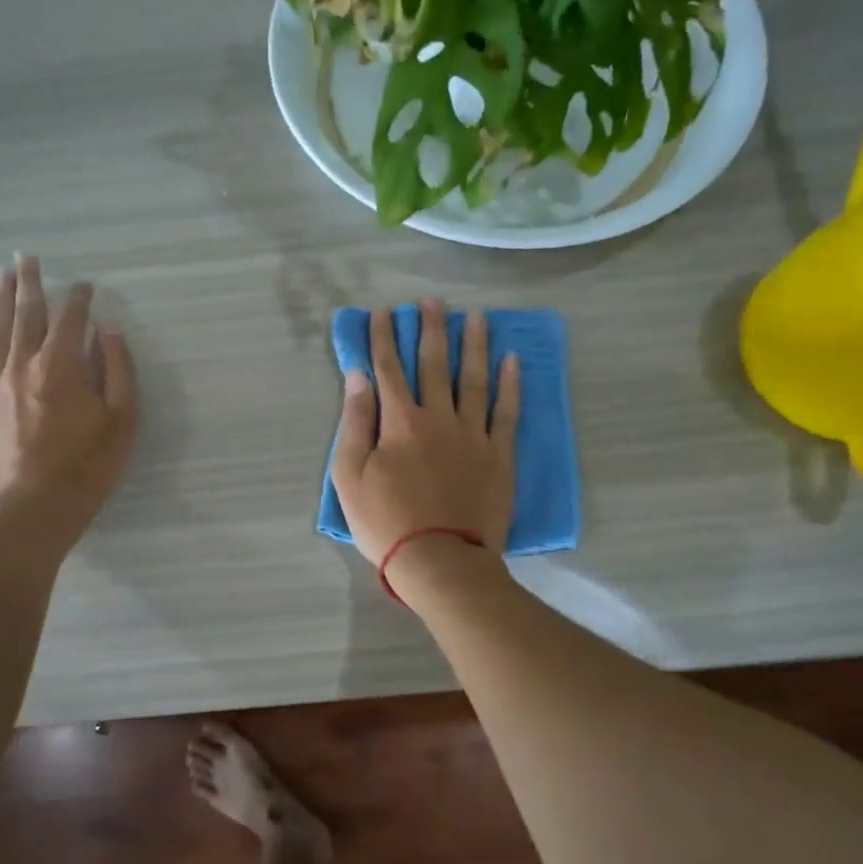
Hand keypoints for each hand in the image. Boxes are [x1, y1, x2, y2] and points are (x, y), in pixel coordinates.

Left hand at [0, 256, 137, 541]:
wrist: (37, 508)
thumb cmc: (89, 466)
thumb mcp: (122, 420)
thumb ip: (118, 370)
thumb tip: (107, 331)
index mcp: (62, 367)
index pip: (71, 319)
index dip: (80, 298)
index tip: (86, 286)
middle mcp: (24, 365)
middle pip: (27, 315)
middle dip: (31, 284)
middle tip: (27, 258)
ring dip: (1, 299)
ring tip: (2, 274)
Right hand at [331, 301, 519, 585]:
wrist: (440, 561)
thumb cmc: (386, 522)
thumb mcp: (350, 476)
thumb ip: (355, 423)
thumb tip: (358, 377)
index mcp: (399, 422)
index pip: (388, 369)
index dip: (383, 338)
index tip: (383, 313)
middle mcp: (438, 418)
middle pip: (433, 364)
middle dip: (430, 329)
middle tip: (432, 302)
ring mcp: (473, 435)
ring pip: (473, 379)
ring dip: (473, 345)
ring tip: (476, 317)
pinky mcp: (499, 455)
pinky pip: (507, 412)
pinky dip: (511, 385)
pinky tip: (513, 361)